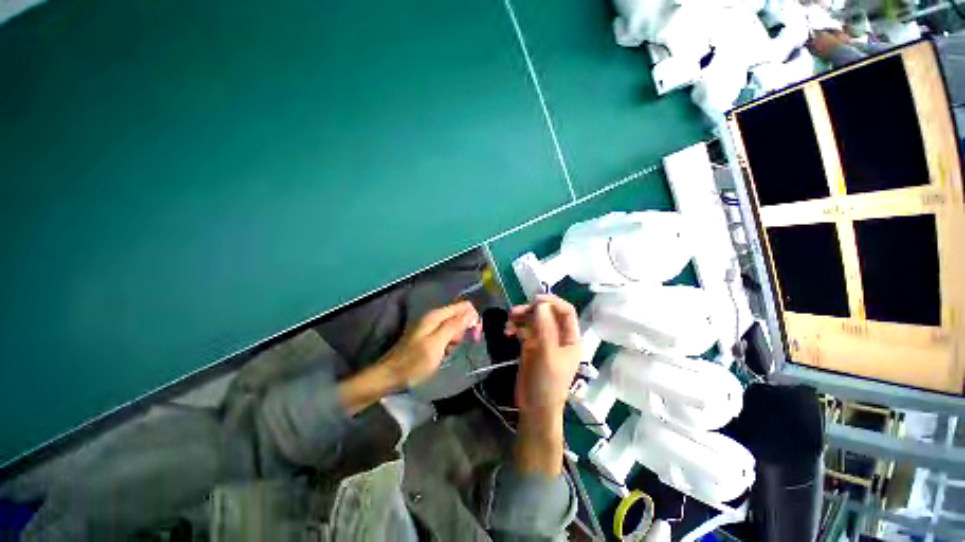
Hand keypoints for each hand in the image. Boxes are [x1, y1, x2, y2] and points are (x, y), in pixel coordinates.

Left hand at [381, 300, 480, 388]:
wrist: (390, 376)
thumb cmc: (414, 362)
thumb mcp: (437, 344)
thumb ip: (454, 326)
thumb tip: (472, 312)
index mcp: (436, 315)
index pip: (464, 307)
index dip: (473, 319)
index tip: (475, 335)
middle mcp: (434, 317)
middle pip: (460, 317)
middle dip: (463, 331)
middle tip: (455, 347)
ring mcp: (431, 327)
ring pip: (454, 328)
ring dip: (455, 341)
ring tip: (446, 353)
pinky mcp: (429, 337)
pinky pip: (446, 337)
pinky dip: (448, 346)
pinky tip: (442, 355)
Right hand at [506, 294, 580, 476]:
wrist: (535, 407)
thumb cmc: (546, 383)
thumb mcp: (547, 354)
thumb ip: (544, 327)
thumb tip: (540, 304)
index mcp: (570, 337)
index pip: (566, 311)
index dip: (552, 302)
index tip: (534, 300)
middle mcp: (559, 335)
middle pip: (547, 312)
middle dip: (531, 310)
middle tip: (514, 312)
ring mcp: (544, 339)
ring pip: (534, 319)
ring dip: (520, 316)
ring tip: (508, 321)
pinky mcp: (531, 345)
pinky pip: (524, 328)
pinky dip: (516, 326)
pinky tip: (507, 331)